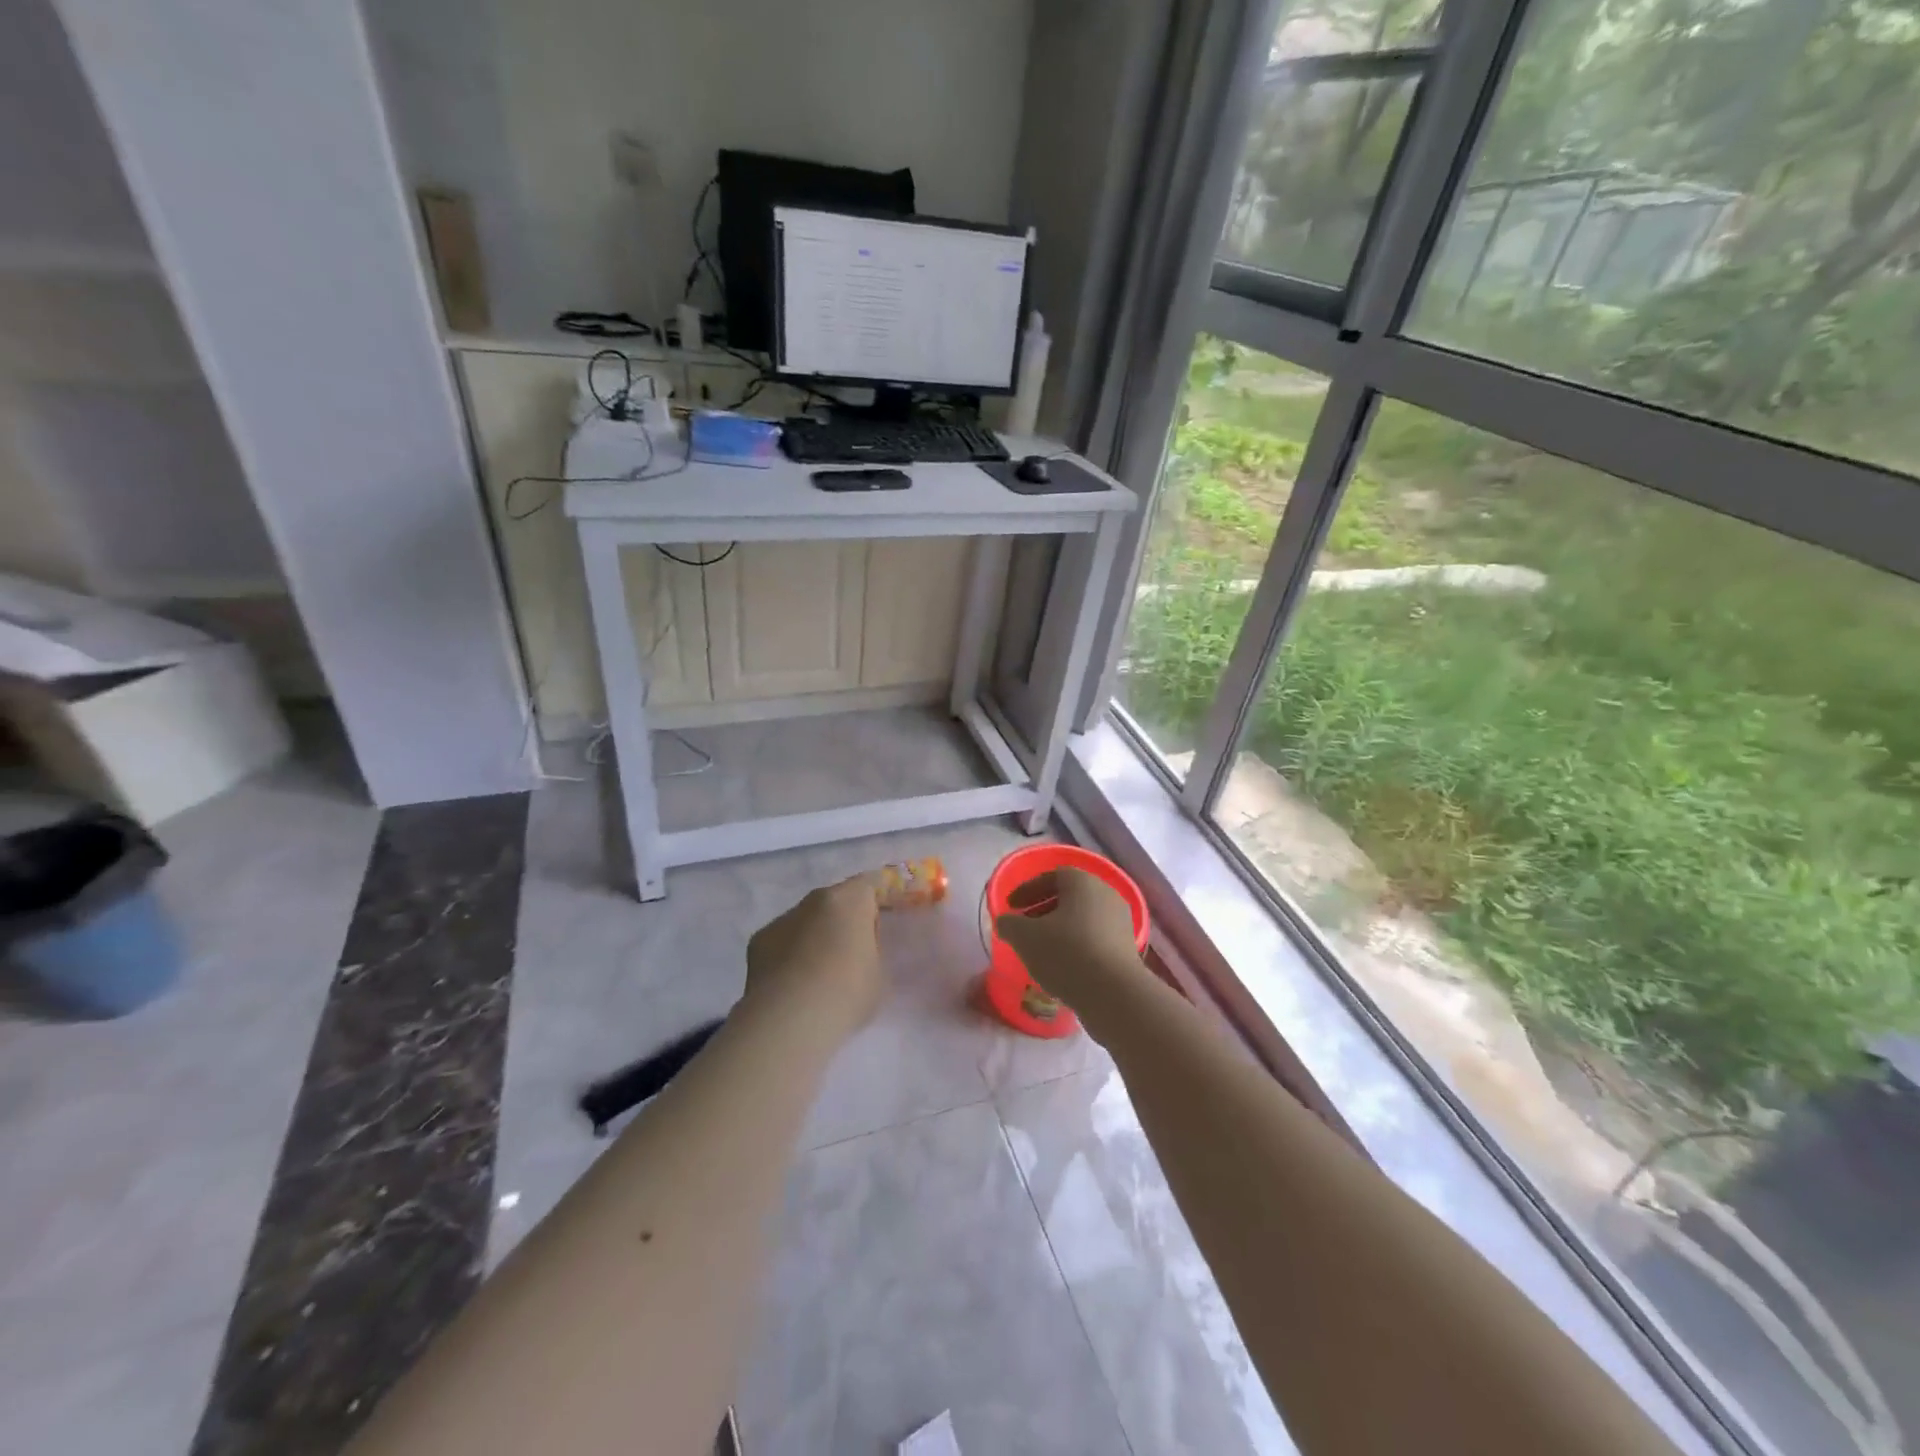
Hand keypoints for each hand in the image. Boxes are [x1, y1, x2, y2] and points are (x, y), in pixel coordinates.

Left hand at [745, 874, 884, 1032]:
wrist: (790, 1019)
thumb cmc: (847, 993)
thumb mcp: (879, 973)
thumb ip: (872, 951)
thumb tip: (861, 950)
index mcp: (850, 900)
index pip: (870, 885)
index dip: (878, 903)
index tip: (882, 927)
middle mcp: (814, 899)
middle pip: (836, 900)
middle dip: (844, 920)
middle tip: (852, 953)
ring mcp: (783, 918)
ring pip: (807, 920)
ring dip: (815, 937)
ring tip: (819, 974)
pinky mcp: (758, 941)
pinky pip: (783, 941)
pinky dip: (790, 954)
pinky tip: (793, 984)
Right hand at [993, 867, 1146, 1031]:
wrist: (1114, 994)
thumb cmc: (1066, 953)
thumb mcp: (1025, 937)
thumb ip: (1009, 924)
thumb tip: (1006, 922)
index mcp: (1083, 882)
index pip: (1051, 876)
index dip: (1027, 890)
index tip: (1011, 907)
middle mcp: (1106, 894)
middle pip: (1069, 896)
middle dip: (1043, 909)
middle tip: (1024, 927)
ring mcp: (1120, 921)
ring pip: (1083, 917)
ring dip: (1060, 928)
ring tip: (1040, 949)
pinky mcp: (1127, 947)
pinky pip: (1095, 937)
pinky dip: (1076, 944)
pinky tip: (1063, 965)